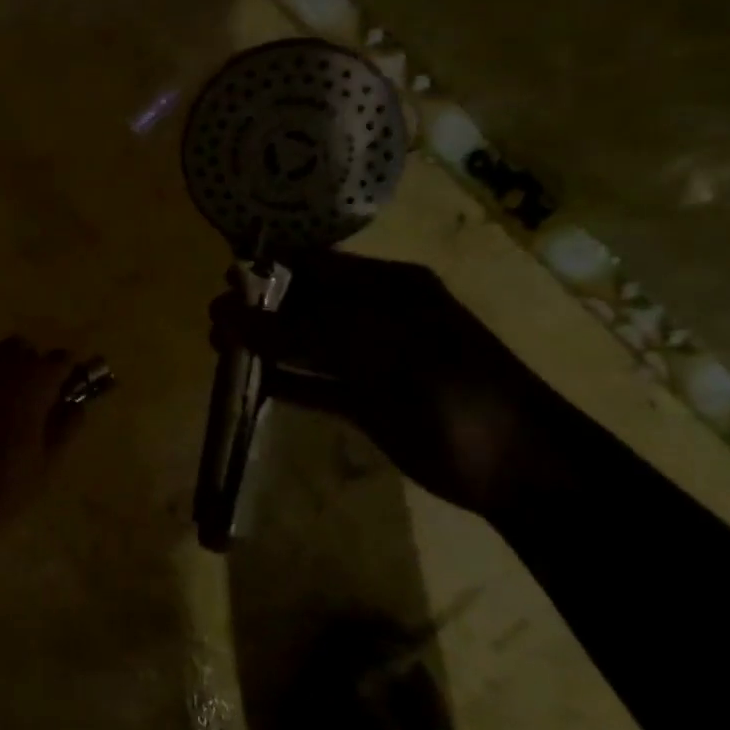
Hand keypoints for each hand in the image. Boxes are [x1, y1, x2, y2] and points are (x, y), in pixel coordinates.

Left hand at [0, 339, 82, 547]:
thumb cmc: (2, 488)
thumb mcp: (46, 464)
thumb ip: (66, 427)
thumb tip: (75, 405)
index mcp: (30, 385)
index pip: (59, 359)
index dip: (67, 372)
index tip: (69, 389)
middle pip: (21, 349)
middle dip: (33, 366)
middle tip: (37, 400)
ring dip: (4, 378)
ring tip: (4, 415)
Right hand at [211, 254, 571, 519]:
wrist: (516, 464)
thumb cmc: (446, 385)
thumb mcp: (369, 348)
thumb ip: (295, 332)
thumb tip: (226, 315)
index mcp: (386, 286)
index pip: (316, 265)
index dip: (269, 269)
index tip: (224, 280)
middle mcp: (376, 315)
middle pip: (305, 304)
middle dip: (259, 309)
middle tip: (213, 320)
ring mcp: (372, 360)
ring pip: (306, 345)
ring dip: (265, 345)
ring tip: (218, 347)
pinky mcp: (368, 401)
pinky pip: (316, 384)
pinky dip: (284, 382)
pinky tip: (249, 384)